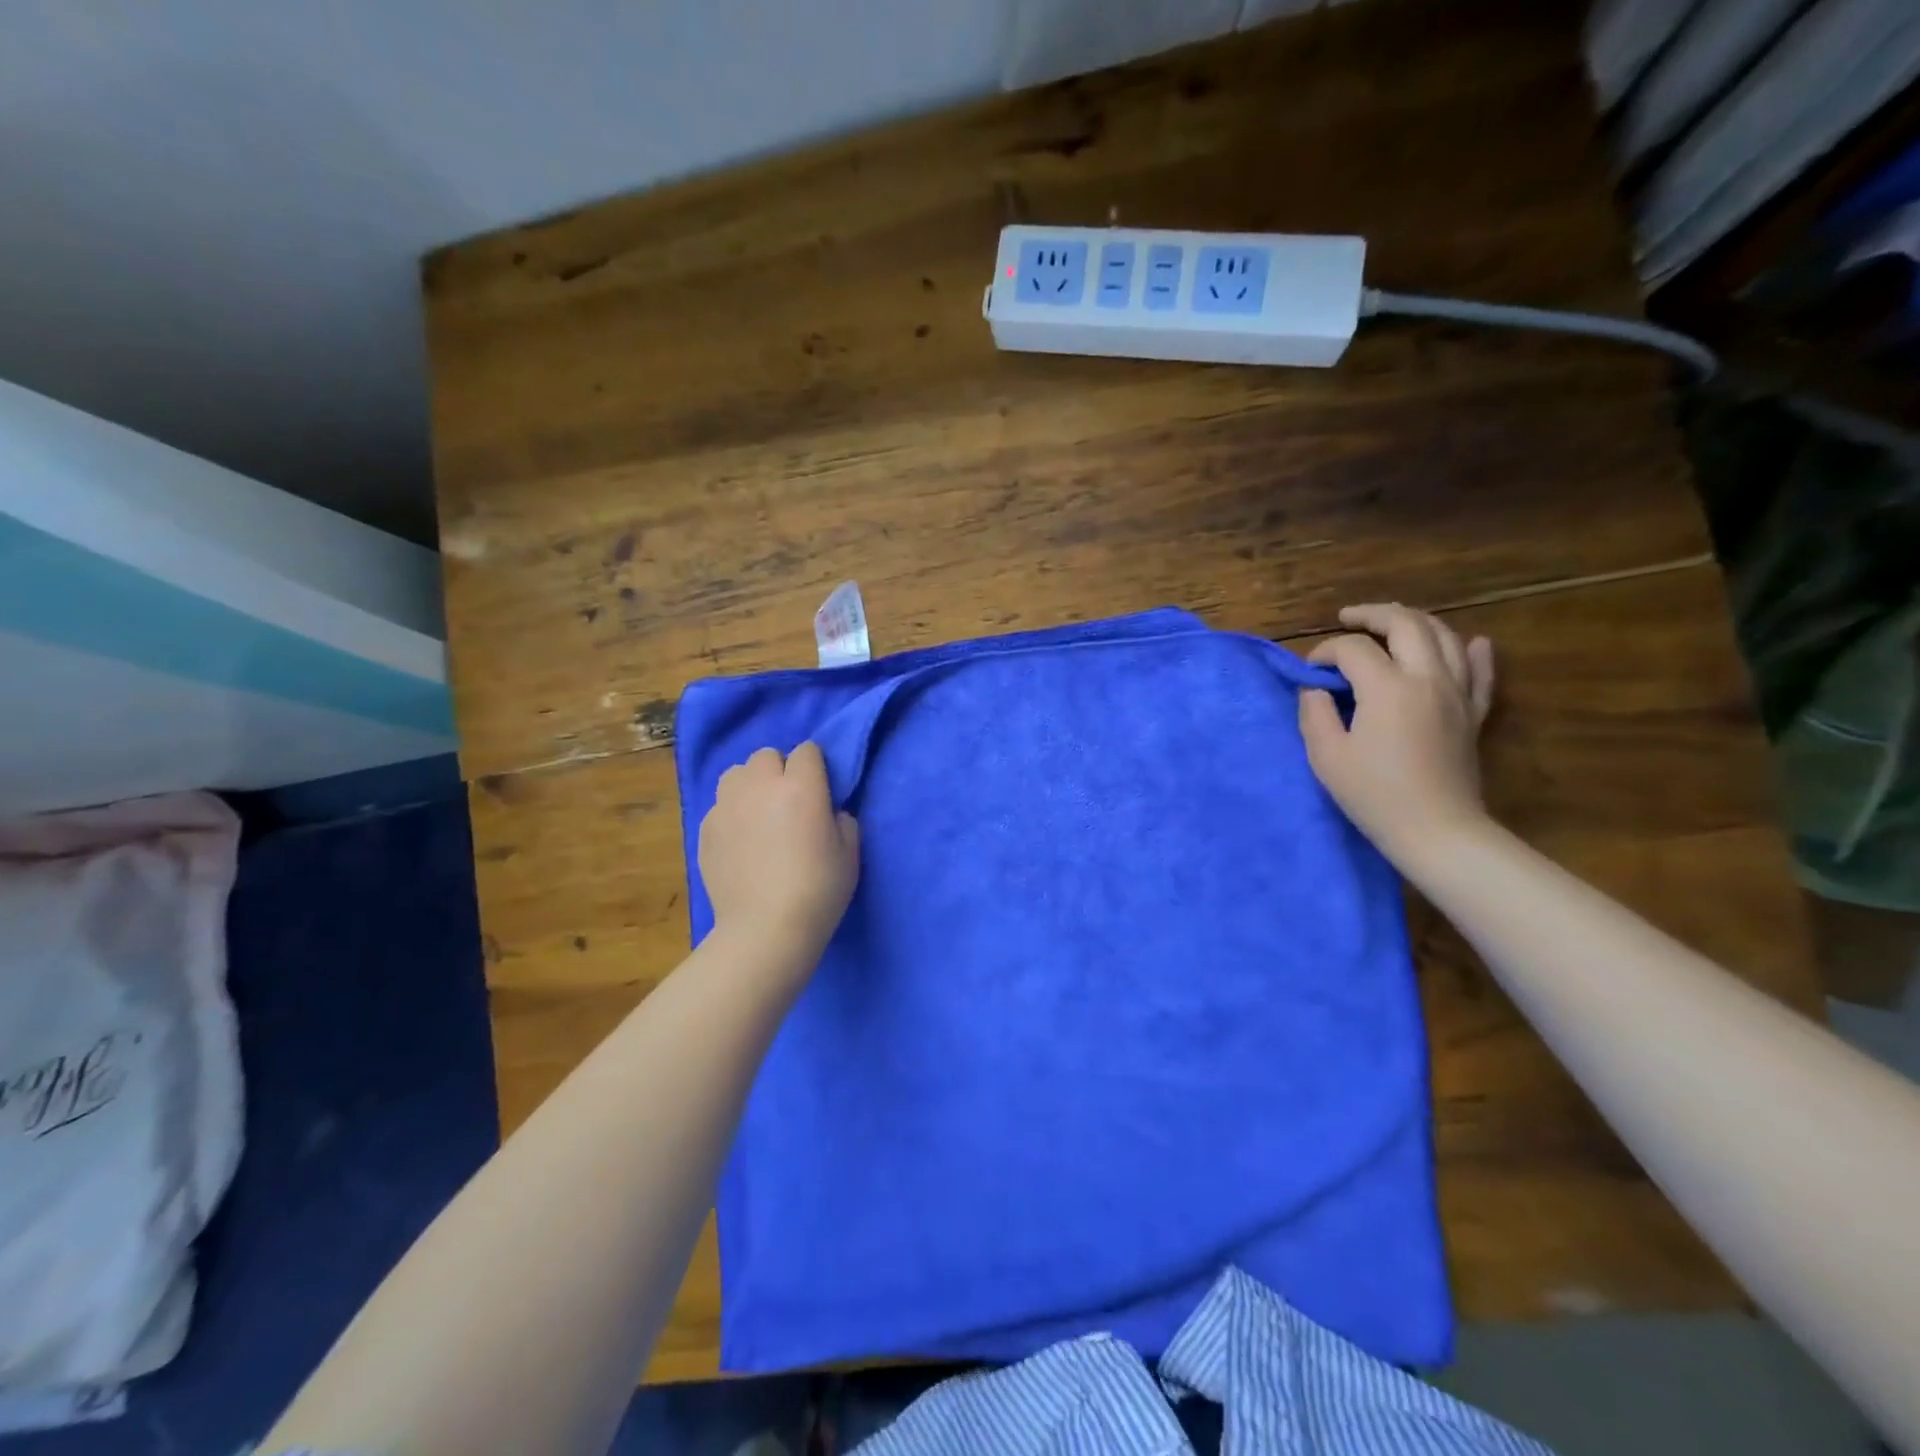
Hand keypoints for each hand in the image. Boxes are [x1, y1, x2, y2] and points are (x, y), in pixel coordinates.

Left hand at [698, 742, 860, 959]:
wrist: (764, 929)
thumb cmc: (818, 891)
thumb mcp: (850, 853)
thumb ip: (841, 820)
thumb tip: (827, 812)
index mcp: (801, 786)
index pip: (808, 750)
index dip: (815, 768)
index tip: (819, 791)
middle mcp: (760, 785)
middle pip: (766, 755)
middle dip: (779, 770)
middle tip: (788, 802)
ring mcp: (727, 805)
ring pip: (735, 774)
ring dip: (750, 785)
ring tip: (758, 814)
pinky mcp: (705, 828)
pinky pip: (720, 806)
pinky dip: (731, 814)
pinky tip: (740, 842)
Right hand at [1298, 603, 1495, 860]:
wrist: (1436, 830)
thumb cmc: (1373, 795)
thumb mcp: (1326, 756)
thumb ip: (1315, 714)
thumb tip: (1315, 691)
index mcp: (1387, 688)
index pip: (1354, 649)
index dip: (1326, 652)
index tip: (1309, 671)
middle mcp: (1427, 678)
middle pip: (1406, 624)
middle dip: (1373, 615)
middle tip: (1348, 618)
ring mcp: (1458, 693)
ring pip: (1445, 636)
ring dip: (1416, 622)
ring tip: (1392, 622)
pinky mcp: (1474, 713)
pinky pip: (1480, 671)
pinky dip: (1473, 651)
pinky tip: (1471, 642)